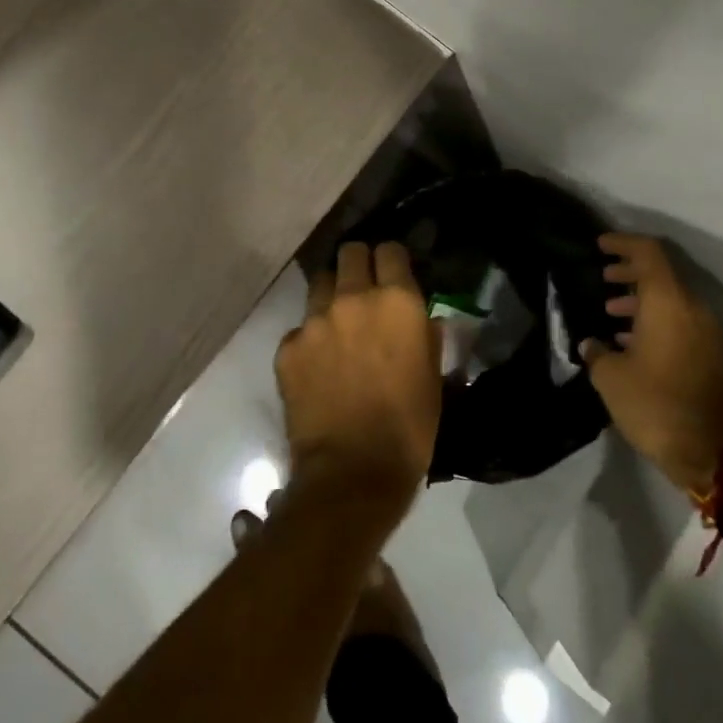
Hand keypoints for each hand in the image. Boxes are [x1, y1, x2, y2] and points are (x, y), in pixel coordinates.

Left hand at [275, 242, 440, 515]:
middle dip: (358, 264)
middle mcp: (354, 298)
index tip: (393, 273)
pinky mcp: (288, 346)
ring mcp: (315, 320)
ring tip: (337, 322)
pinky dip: (310, 338)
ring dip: (331, 294)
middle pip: (350, 252)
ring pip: (320, 282)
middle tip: (363, 289)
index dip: (392, 259)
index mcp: (397, 302)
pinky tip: (317, 365)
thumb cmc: (409, 428)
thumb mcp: (433, 378)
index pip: (390, 250)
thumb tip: (420, 318)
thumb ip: (426, 336)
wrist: (353, 472)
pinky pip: (300, 327)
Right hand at [581, 232, 722, 492]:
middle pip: (661, 274)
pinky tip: (628, 340)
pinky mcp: (708, 355)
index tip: (599, 245)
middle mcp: (691, 309)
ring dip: (640, 299)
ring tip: (609, 310)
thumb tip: (591, 344)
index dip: (622, 243)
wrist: (715, 454)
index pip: (648, 253)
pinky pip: (678, 322)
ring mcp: (705, 333)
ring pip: (670, 300)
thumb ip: (597, 352)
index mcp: (668, 303)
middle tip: (602, 276)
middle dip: (629, 271)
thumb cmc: (656, 405)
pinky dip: (653, 320)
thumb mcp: (612, 378)